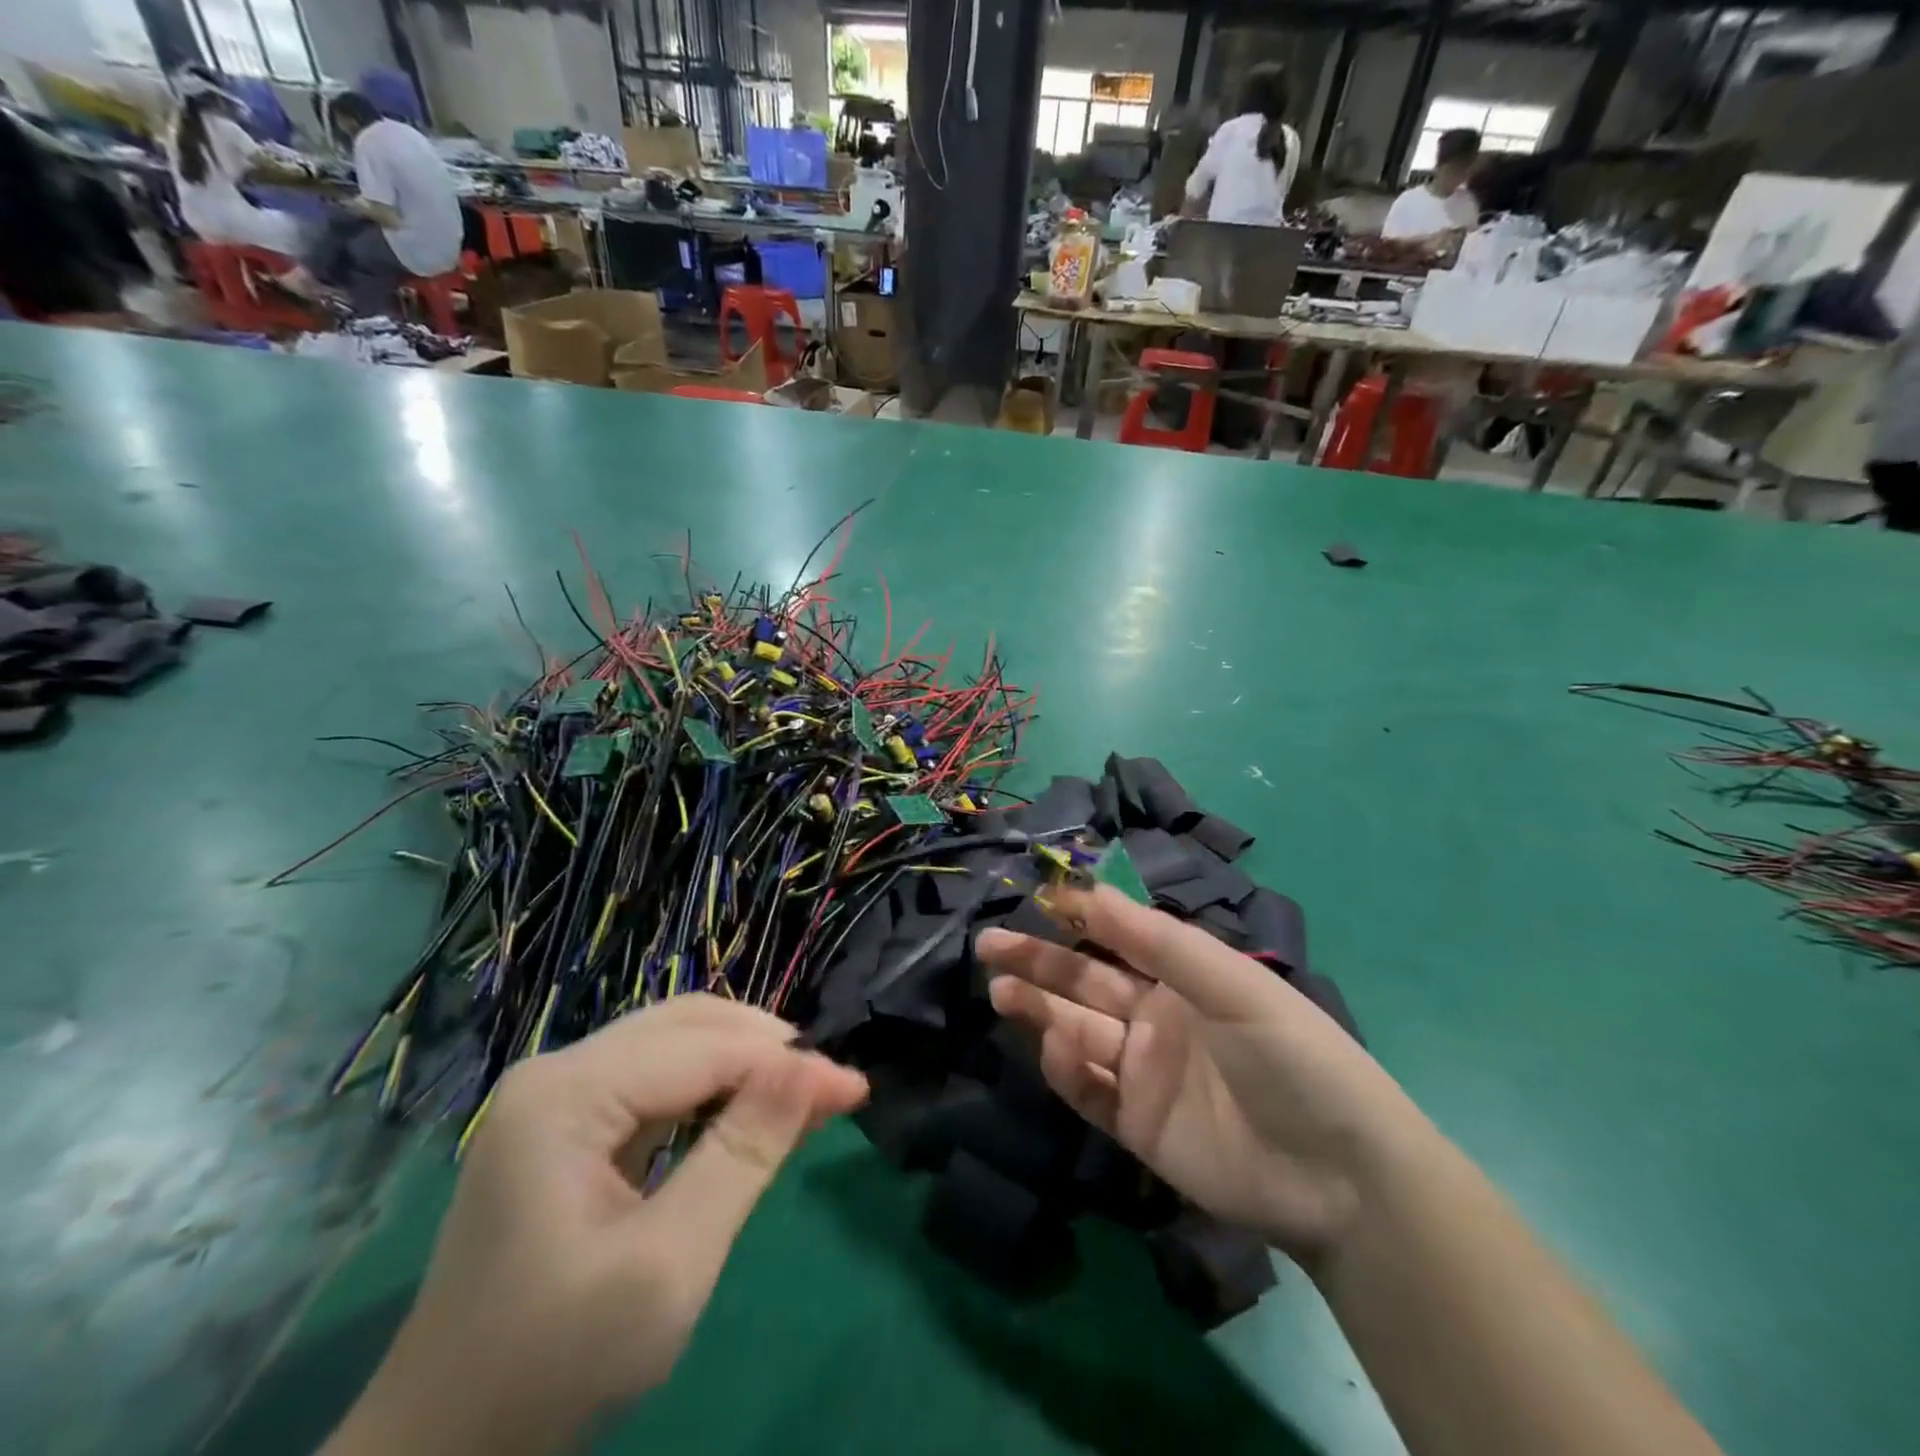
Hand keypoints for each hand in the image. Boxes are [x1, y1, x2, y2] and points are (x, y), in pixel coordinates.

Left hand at [325, 995, 866, 1454]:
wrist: (445, 1450)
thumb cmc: (556, 1363)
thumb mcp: (668, 1265)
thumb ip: (744, 1154)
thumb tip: (818, 1068)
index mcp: (565, 1093)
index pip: (702, 1049)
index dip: (785, 1061)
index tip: (854, 1087)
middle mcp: (559, 1070)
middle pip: (688, 1024)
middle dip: (767, 1048)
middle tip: (831, 1088)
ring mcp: (560, 1093)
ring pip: (678, 1042)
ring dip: (746, 1060)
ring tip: (804, 1095)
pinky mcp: (571, 1120)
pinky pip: (660, 1078)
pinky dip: (715, 1087)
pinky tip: (751, 1111)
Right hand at [979, 883, 1411, 1264]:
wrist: (1338, 1176)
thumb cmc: (1291, 1054)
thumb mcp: (1231, 982)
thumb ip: (1157, 941)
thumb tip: (1089, 891)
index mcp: (1182, 978)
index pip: (1117, 938)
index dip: (1077, 917)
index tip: (1035, 897)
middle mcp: (1156, 1017)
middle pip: (1085, 982)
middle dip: (1038, 960)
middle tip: (989, 945)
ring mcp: (1144, 1072)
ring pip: (1078, 1031)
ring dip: (1039, 1010)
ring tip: (1001, 991)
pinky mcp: (1137, 1124)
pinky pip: (1090, 1090)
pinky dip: (1067, 1070)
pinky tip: (1055, 1050)